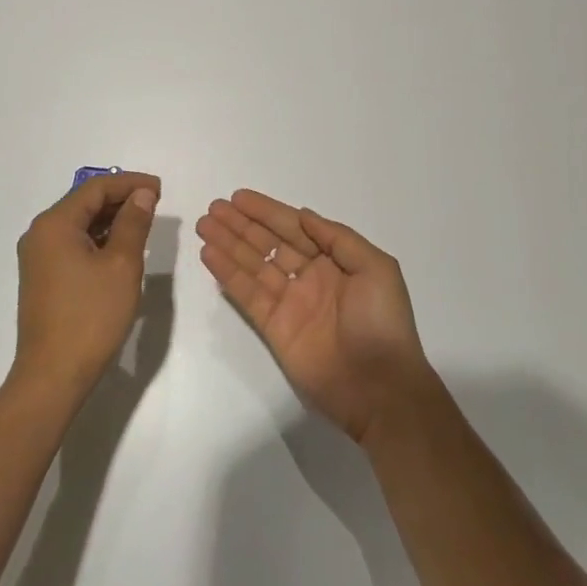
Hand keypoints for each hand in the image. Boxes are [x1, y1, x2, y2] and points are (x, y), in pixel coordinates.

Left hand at [12, 172, 159, 403]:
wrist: (53, 375)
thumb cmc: (91, 316)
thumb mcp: (122, 265)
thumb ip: (133, 223)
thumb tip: (141, 194)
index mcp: (54, 224)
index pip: (95, 188)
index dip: (129, 183)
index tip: (160, 189)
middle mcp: (40, 234)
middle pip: (84, 203)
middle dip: (120, 199)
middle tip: (155, 204)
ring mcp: (38, 258)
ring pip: (79, 224)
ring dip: (111, 220)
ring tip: (143, 224)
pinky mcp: (43, 278)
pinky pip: (73, 245)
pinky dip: (98, 240)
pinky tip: (121, 249)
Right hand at [197, 190, 430, 443]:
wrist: (379, 387)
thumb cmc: (382, 322)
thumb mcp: (376, 268)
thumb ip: (338, 238)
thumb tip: (303, 215)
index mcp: (335, 261)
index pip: (294, 228)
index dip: (267, 212)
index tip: (239, 198)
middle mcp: (309, 277)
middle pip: (269, 243)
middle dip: (241, 224)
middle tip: (213, 207)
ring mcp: (289, 303)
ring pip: (253, 265)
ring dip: (229, 244)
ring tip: (204, 224)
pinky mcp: (273, 328)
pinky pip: (247, 294)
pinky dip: (228, 274)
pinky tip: (210, 255)